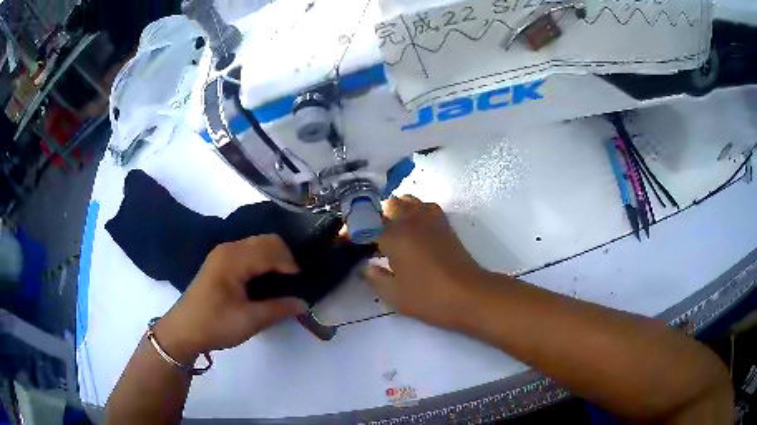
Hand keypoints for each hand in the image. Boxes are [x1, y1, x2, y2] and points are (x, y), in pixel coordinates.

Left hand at [155, 235, 307, 360]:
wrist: (184, 331)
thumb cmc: (215, 324)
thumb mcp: (249, 320)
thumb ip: (279, 309)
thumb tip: (304, 303)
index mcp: (234, 259)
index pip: (272, 250)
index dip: (291, 265)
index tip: (303, 285)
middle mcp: (228, 249)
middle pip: (266, 241)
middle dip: (285, 258)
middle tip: (295, 284)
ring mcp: (223, 254)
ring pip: (258, 245)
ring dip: (274, 259)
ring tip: (284, 283)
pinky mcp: (220, 262)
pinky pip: (249, 253)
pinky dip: (263, 261)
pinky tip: (266, 281)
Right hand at [364, 195, 488, 329]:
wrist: (470, 295)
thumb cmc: (429, 297)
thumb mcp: (394, 295)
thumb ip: (374, 278)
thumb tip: (365, 267)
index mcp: (394, 236)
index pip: (365, 224)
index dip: (351, 230)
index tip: (344, 241)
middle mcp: (411, 221)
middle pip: (387, 205)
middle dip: (374, 216)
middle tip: (370, 237)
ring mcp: (430, 220)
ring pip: (408, 200)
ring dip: (395, 210)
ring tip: (390, 230)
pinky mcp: (445, 225)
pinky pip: (425, 206)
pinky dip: (414, 211)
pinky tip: (413, 228)